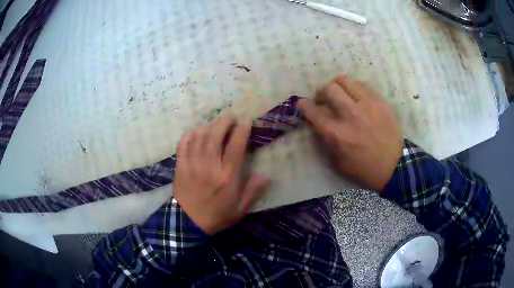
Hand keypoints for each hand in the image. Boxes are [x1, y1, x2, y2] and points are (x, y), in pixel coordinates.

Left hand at [173, 116, 268, 234]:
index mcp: (227, 177)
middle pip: (215, 136)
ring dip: (209, 125)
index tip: (246, 120)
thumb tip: (266, 175)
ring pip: (199, 137)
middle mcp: (209, 167)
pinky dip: (189, 135)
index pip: (235, 147)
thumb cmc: (217, 215)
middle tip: (231, 115)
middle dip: (224, 121)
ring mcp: (192, 165)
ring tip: (216, 121)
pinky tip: (196, 131)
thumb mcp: (240, 208)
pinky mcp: (181, 166)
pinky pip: (183, 145)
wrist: (188, 223)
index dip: (241, 130)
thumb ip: (252, 191)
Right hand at [298, 75, 402, 190]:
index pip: (312, 111)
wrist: (393, 165)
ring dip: (337, 87)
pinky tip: (357, 99)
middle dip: (321, 92)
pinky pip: (362, 85)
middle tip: (324, 100)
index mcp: (336, 134)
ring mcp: (366, 104)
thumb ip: (325, 140)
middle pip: (328, 88)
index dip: (303, 105)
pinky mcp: (379, 100)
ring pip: (344, 80)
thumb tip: (317, 123)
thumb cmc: (364, 168)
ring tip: (341, 95)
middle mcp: (349, 114)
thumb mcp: (337, 162)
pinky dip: (354, 89)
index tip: (302, 103)